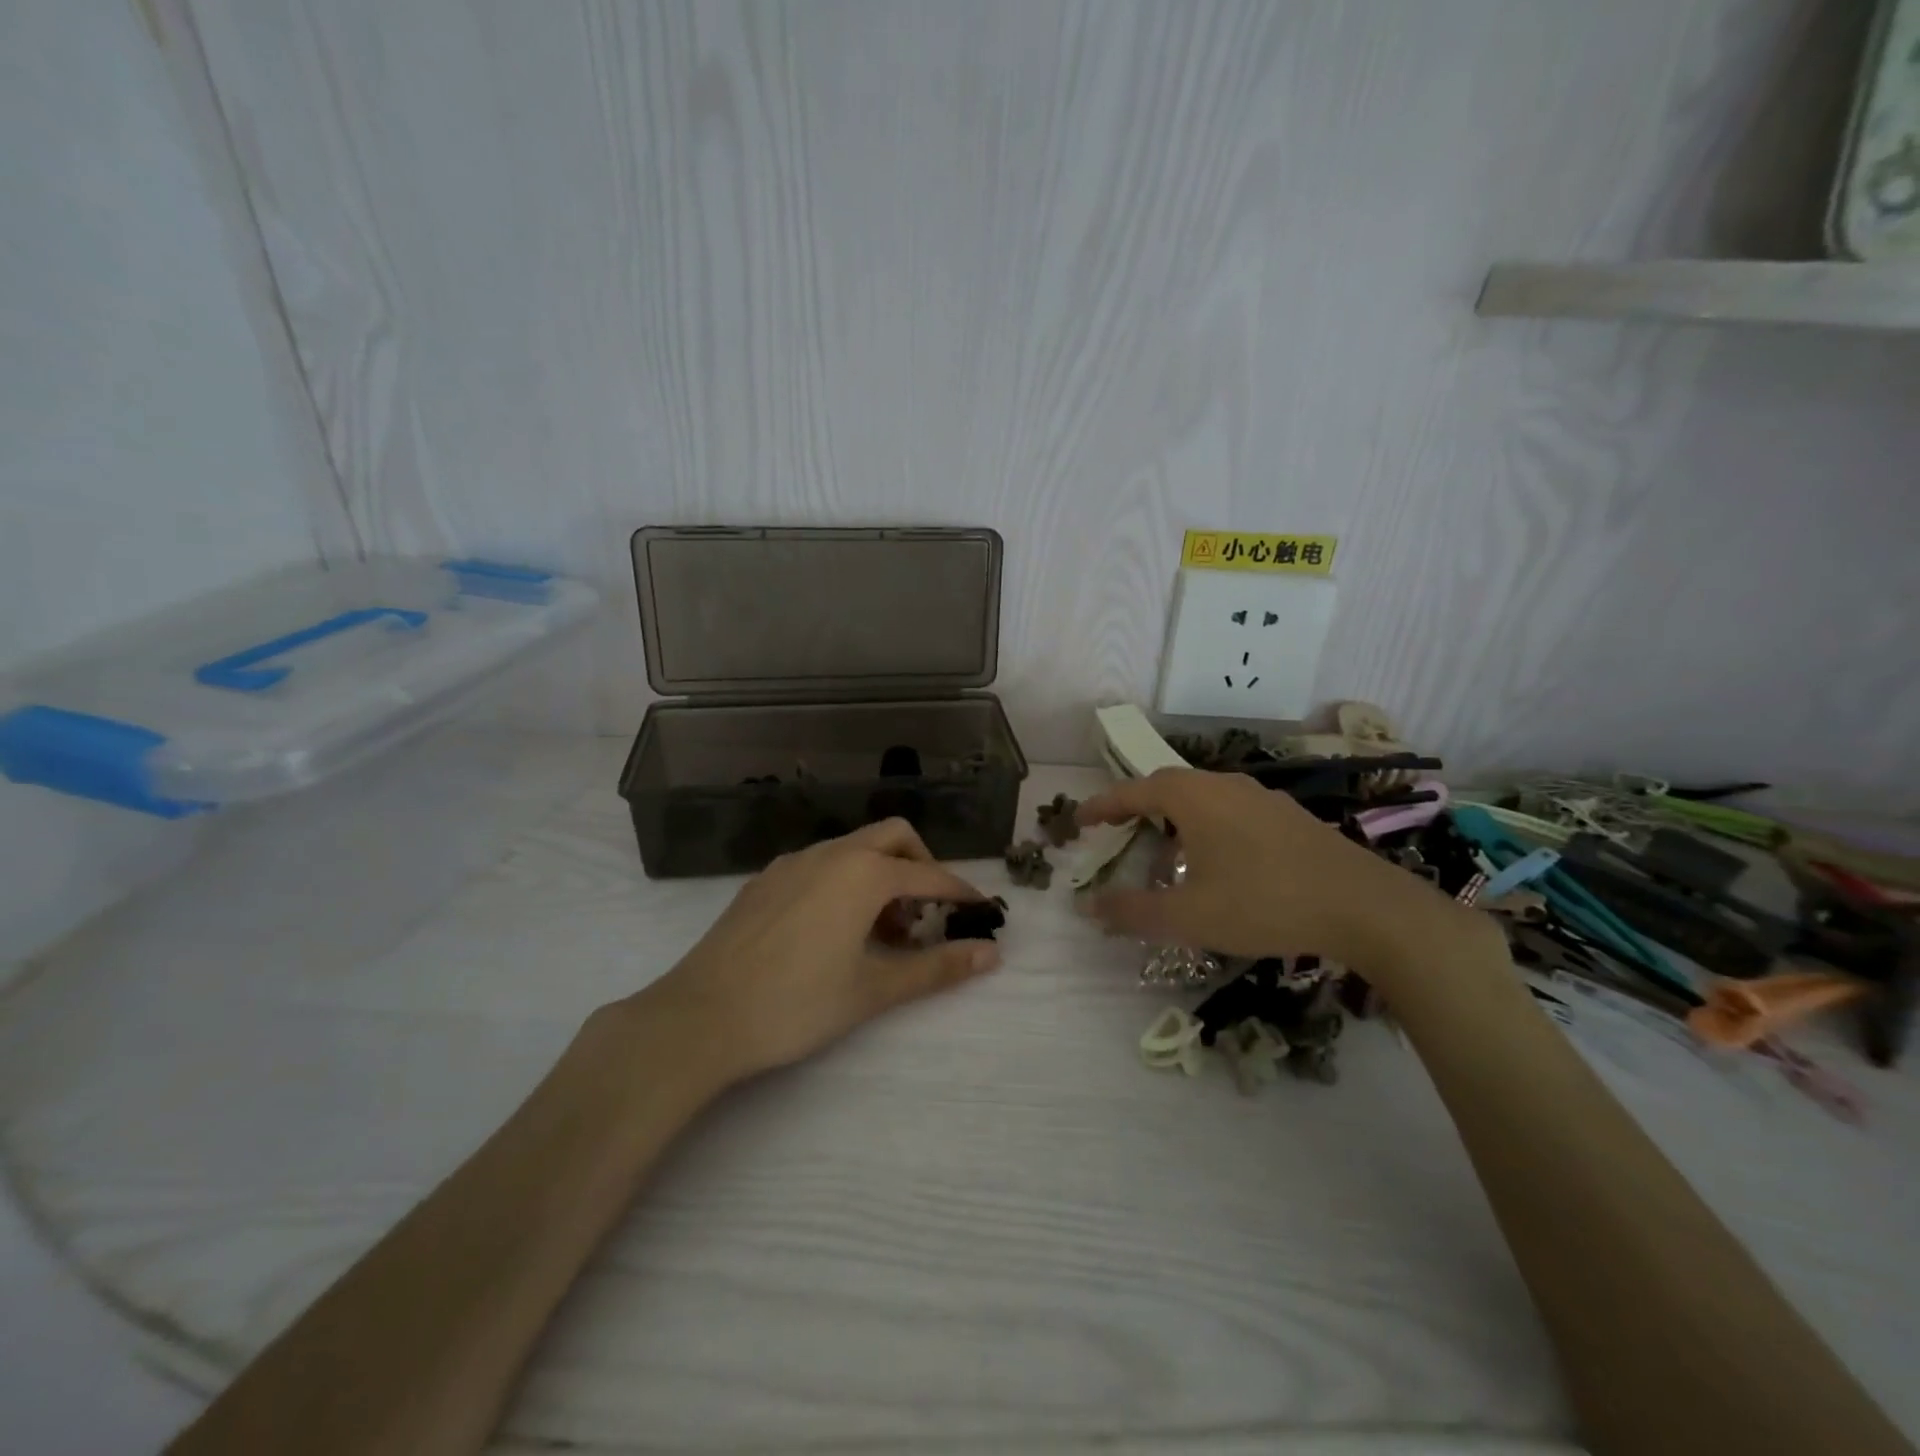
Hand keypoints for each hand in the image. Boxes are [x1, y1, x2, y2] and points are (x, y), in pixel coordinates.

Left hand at [641, 819, 1000, 1083]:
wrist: (701, 1016)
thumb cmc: (796, 1004)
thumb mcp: (873, 989)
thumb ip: (936, 968)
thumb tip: (992, 953)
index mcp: (863, 873)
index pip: (928, 875)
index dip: (960, 893)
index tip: (981, 912)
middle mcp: (830, 853)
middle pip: (893, 837)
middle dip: (920, 867)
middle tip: (926, 915)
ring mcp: (792, 862)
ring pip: (854, 849)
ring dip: (881, 876)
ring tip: (881, 933)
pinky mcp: (765, 879)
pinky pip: (821, 864)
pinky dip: (845, 881)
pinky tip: (834, 929)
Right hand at [1077, 768, 1469, 975]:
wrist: (1364, 907)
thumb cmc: (1264, 903)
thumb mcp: (1189, 916)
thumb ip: (1133, 912)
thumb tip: (1089, 908)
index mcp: (1193, 797)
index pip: (1132, 791)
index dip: (1102, 806)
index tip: (1079, 821)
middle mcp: (1224, 785)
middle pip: (1167, 788)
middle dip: (1137, 810)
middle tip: (1117, 835)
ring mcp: (1261, 798)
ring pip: (1202, 800)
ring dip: (1174, 822)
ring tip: (1166, 857)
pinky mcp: (1288, 817)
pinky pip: (1231, 812)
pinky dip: (1207, 830)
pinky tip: (1218, 866)